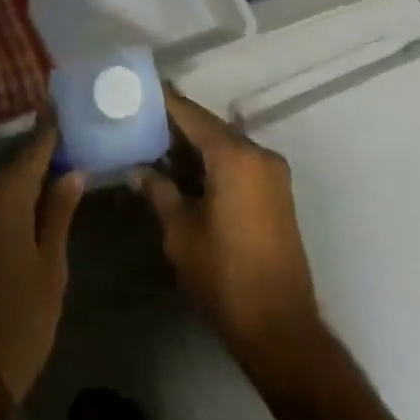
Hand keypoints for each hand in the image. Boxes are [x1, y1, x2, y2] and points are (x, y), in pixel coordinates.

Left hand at [0, 127, 85, 401]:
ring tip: (55, 185)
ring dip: (23, 185)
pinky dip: (6, 204)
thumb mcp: (51, 268)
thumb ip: (60, 213)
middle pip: (16, 166)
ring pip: (0, 187)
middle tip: (71, 155)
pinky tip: (27, 215)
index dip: (53, 131)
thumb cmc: (16, 319)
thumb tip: (72, 171)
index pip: (35, 147)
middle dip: (42, 161)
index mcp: (5, 194)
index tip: (69, 112)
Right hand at [134, 91, 320, 364]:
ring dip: (195, 146)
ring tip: (156, 146)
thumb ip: (158, 191)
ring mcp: (272, 174)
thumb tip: (138, 169)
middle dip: (176, 125)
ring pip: (225, 145)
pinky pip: (239, 163)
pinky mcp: (277, 194)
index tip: (138, 90)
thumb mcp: (180, 232)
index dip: (163, 101)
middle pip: (210, 127)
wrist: (281, 330)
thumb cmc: (224, 276)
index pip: (190, 114)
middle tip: (140, 120)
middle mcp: (257, 154)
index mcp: (234, 156)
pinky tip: (186, 173)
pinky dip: (213, 162)